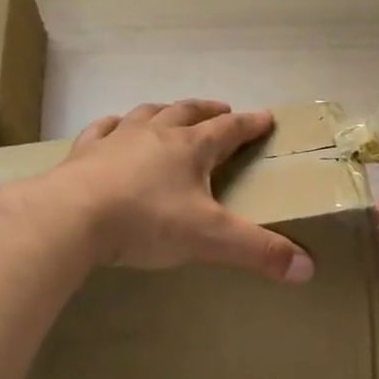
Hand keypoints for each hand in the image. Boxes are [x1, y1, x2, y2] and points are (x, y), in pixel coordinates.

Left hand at [60, 100, 314, 282]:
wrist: (69, 218)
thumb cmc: (146, 222)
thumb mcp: (210, 239)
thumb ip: (258, 252)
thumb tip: (308, 268)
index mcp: (191, 148)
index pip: (230, 129)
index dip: (251, 124)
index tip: (266, 117)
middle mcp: (156, 134)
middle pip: (189, 113)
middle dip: (209, 111)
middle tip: (223, 109)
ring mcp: (117, 140)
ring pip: (147, 114)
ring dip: (165, 111)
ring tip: (172, 113)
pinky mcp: (84, 154)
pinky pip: (102, 130)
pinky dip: (113, 126)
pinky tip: (112, 127)